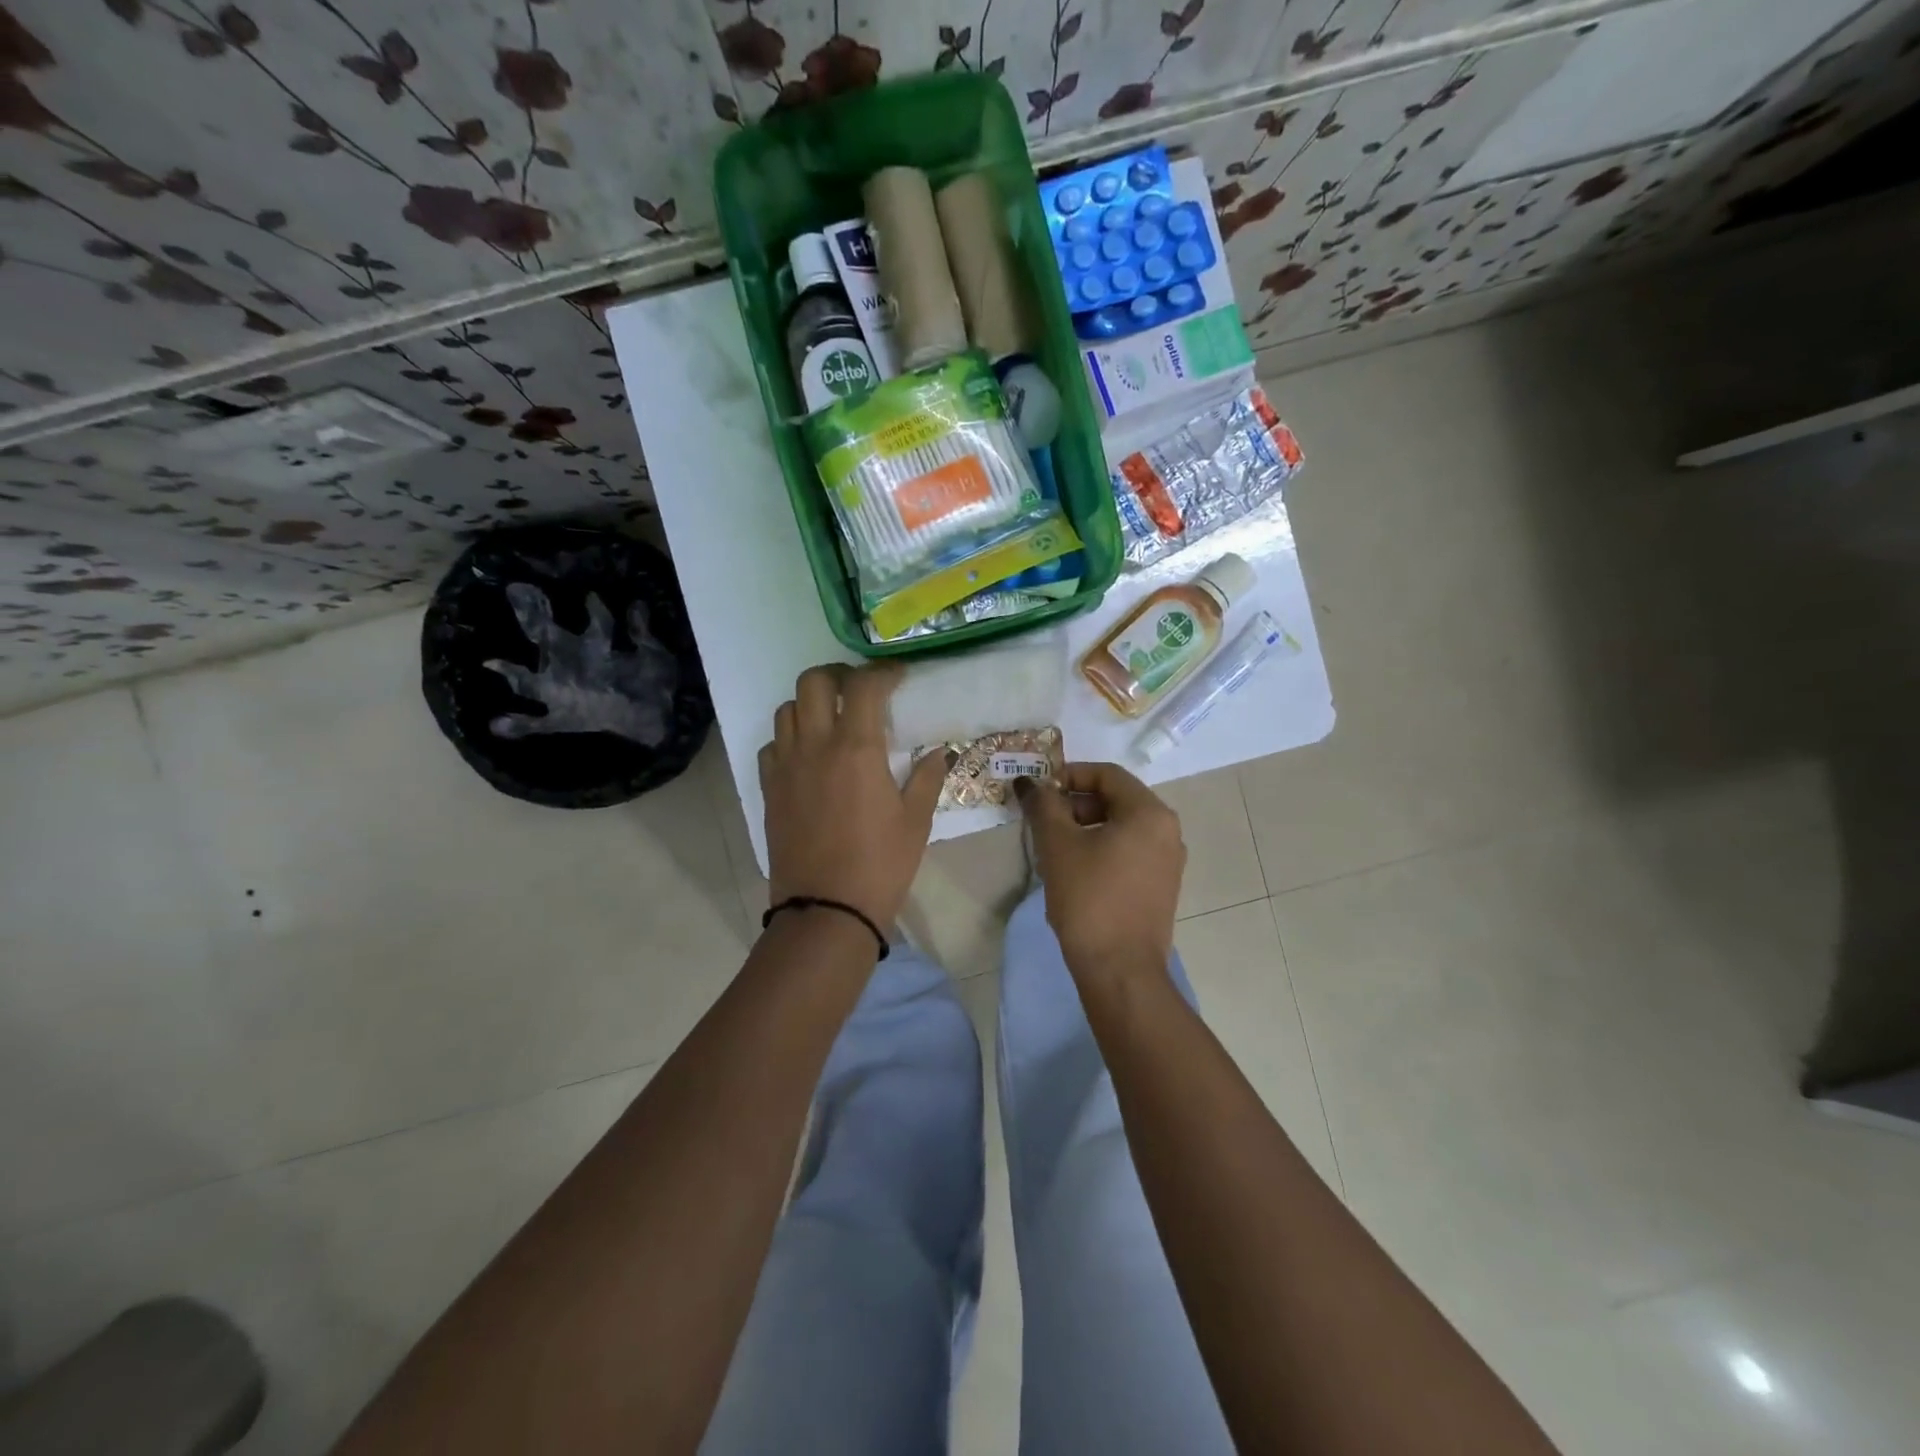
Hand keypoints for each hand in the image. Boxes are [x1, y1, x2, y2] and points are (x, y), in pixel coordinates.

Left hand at [759, 663, 949, 929]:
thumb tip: (939, 751)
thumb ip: (927, 778)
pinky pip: (772, 745)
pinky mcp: (769, 789)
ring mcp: (786, 766)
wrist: (825, 911)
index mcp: (856, 749)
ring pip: (787, 710)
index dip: (882, 672)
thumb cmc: (880, 865)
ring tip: (833, 720)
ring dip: (811, 704)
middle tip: (859, 690)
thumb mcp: (915, 821)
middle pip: (813, 682)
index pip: (864, 686)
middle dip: (838, 675)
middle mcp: (815, 746)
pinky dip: (789, 738)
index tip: (898, 676)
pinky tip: (808, 756)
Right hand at [1016, 762, 1185, 974]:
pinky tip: (1074, 872)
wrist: (1120, 970)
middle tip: (1042, 822)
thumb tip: (1029, 783)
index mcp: (1150, 813)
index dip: (1068, 775)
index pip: (1107, 774)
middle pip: (1115, 799)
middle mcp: (1167, 831)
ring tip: (1053, 849)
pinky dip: (1100, 850)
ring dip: (1084, 828)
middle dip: (1074, 804)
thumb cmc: (1089, 899)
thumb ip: (1043, 805)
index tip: (1039, 792)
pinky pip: (1128, 852)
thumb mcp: (1058, 845)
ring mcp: (1167, 861)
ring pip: (1120, 827)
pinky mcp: (1160, 887)